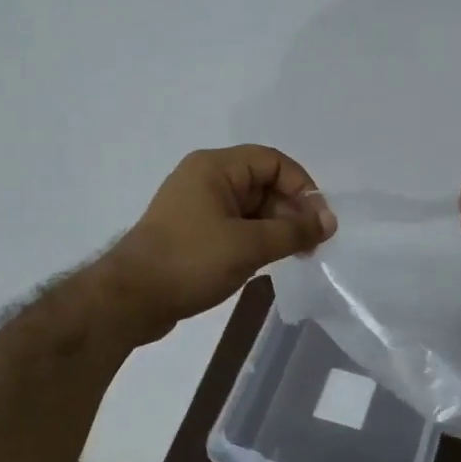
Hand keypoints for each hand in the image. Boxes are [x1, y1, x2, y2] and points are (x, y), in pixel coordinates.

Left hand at [101, 145, 335, 342]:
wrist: (130, 299)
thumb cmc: (191, 261)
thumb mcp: (249, 245)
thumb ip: (293, 231)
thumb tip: (329, 221)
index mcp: (215, 167)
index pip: (273, 162)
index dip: (302, 187)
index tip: (319, 221)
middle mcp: (206, 179)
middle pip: (263, 184)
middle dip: (291, 211)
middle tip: (312, 245)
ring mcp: (197, 207)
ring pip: (251, 208)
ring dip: (276, 228)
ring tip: (296, 256)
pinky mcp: (193, 233)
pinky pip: (235, 227)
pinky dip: (256, 240)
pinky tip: (270, 262)